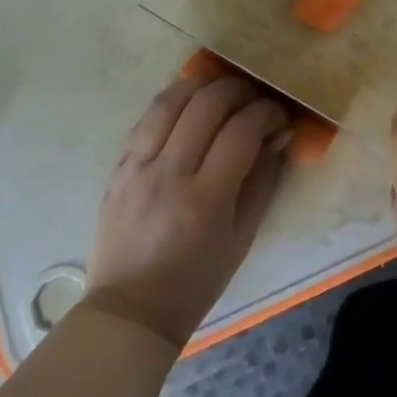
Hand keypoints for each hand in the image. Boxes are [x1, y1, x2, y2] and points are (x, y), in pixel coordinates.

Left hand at [85, 74, 289, 348]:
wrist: (130, 313)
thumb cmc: (196, 281)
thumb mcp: (242, 237)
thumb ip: (263, 180)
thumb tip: (279, 134)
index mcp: (205, 198)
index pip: (242, 130)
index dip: (267, 111)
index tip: (279, 114)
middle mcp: (169, 174)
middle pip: (207, 104)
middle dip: (239, 89)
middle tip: (254, 95)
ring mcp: (137, 169)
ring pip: (170, 102)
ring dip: (201, 84)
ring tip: (221, 86)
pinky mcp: (117, 170)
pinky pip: (146, 120)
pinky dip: (172, 103)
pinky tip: (188, 103)